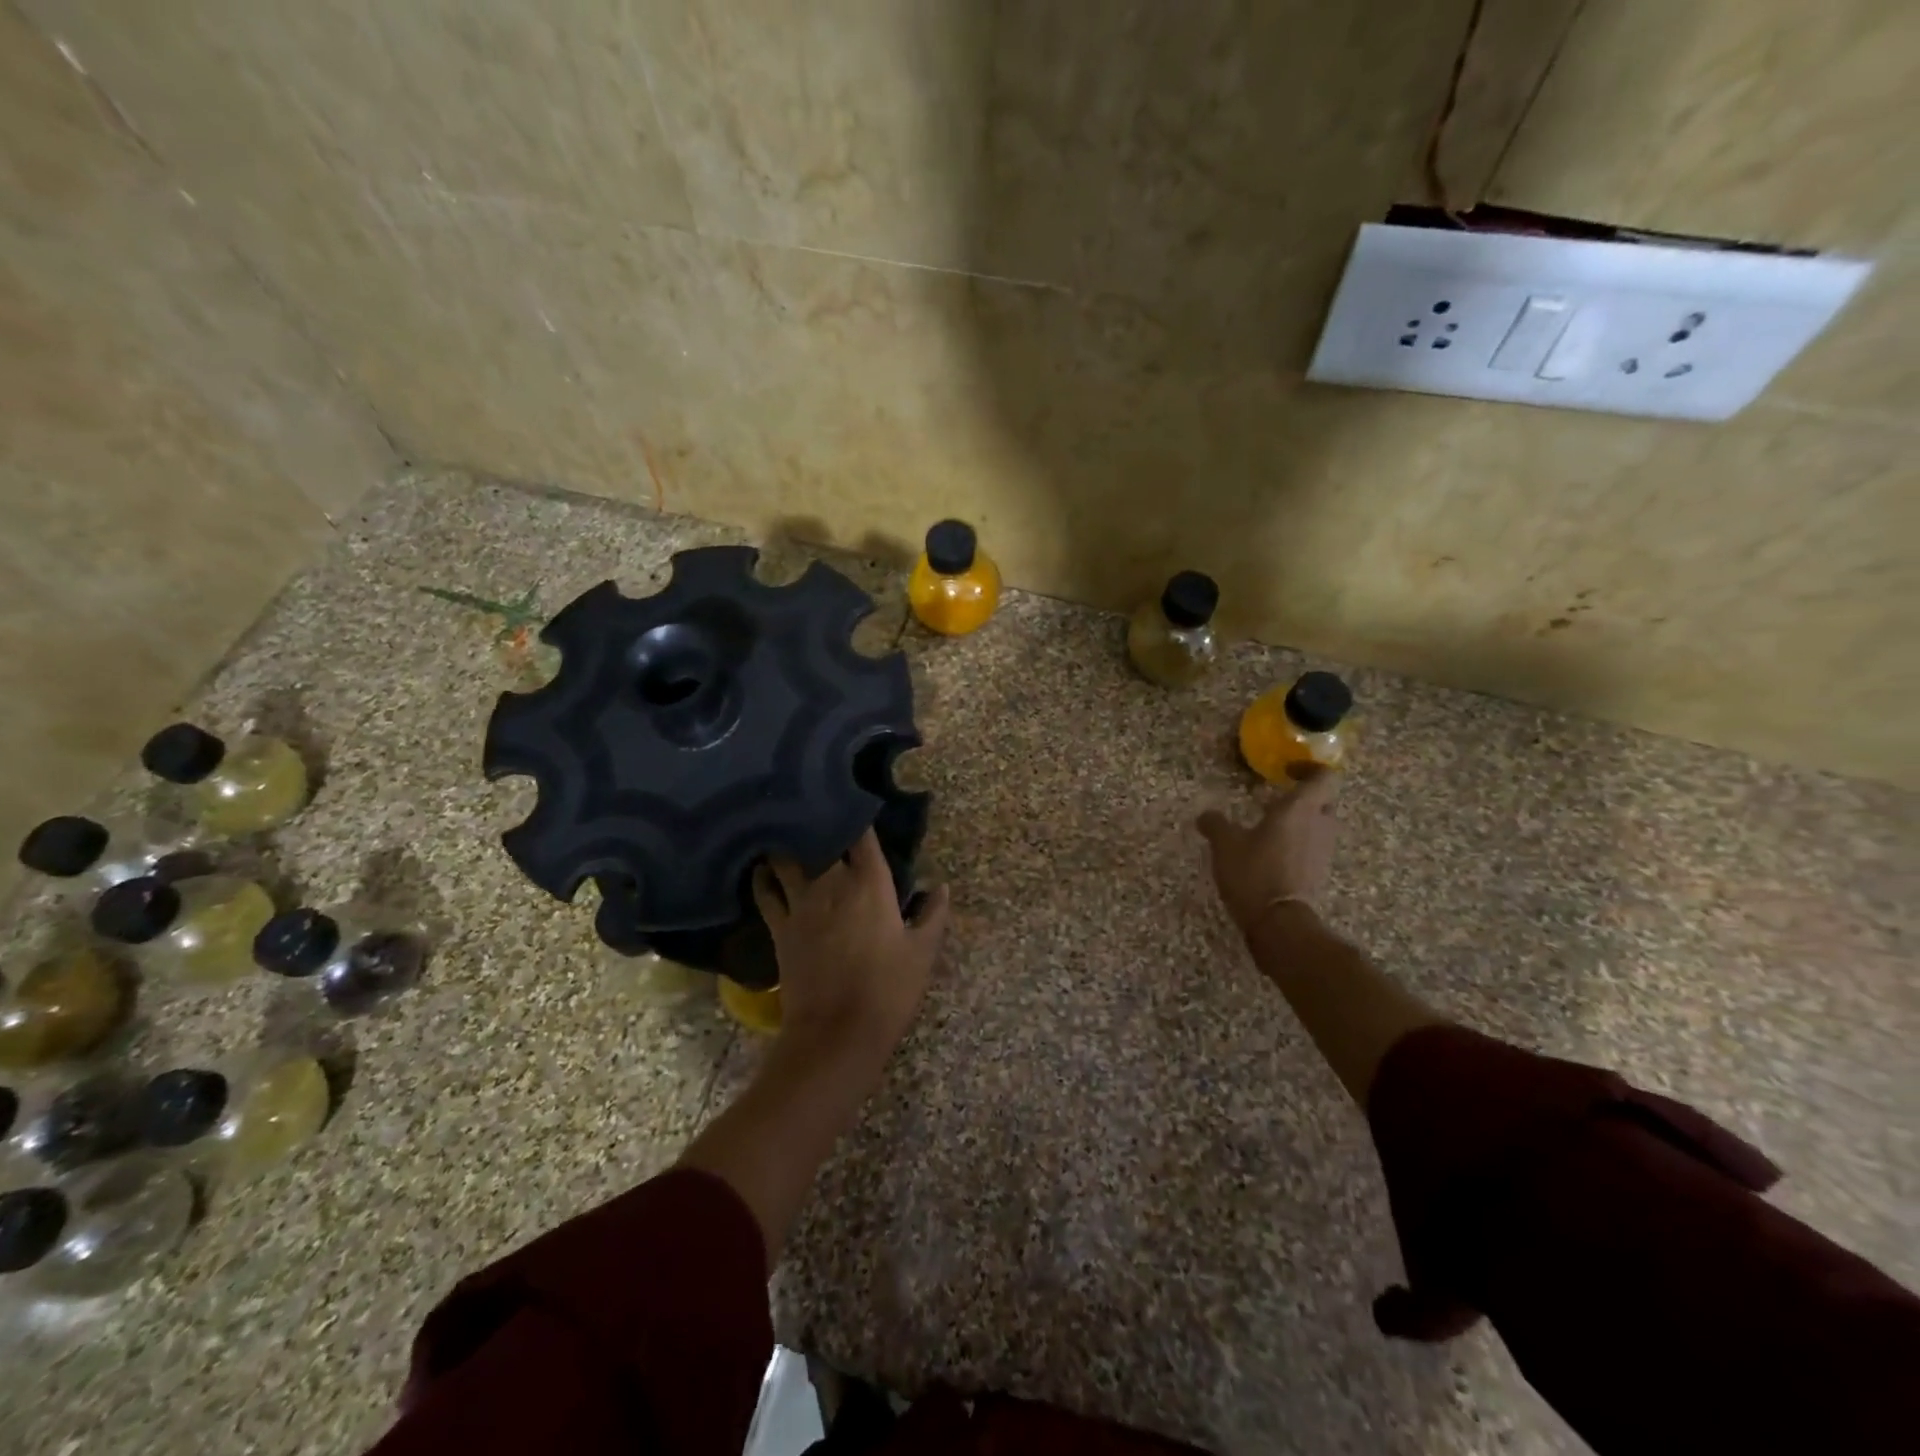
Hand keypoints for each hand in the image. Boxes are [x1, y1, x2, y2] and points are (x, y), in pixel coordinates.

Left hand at [752, 829, 950, 1063]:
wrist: (837, 1033)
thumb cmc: (888, 990)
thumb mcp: (922, 952)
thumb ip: (932, 914)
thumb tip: (940, 886)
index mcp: (870, 883)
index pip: (860, 834)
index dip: (857, 815)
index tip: (856, 803)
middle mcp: (831, 882)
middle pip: (819, 838)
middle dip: (820, 822)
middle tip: (821, 813)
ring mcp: (800, 903)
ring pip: (786, 858)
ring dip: (788, 844)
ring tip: (789, 832)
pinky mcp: (780, 927)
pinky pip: (765, 892)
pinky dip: (762, 877)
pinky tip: (763, 870)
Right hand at [1197, 772, 1339, 934]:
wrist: (1279, 922)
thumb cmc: (1254, 872)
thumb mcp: (1225, 844)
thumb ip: (1215, 824)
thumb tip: (1205, 816)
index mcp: (1300, 808)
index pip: (1324, 777)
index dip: (1309, 768)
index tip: (1287, 772)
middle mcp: (1320, 825)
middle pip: (1324, 801)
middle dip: (1304, 799)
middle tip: (1277, 801)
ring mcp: (1323, 851)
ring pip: (1319, 827)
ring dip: (1301, 824)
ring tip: (1270, 831)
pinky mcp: (1319, 874)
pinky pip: (1312, 849)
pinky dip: (1297, 847)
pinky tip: (1272, 856)